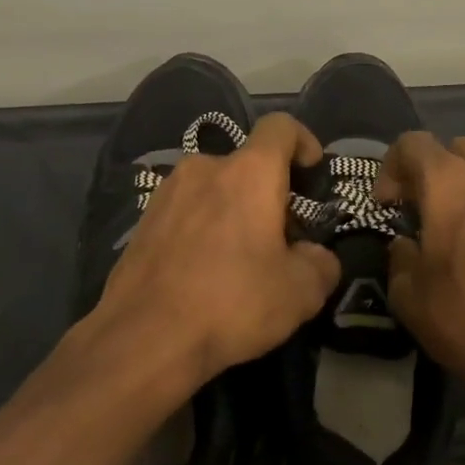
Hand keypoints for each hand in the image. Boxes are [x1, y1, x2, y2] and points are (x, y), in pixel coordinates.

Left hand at [92, 113, 341, 386]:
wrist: (143, 337)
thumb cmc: (231, 302)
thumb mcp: (300, 293)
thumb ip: (321, 264)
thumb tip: (315, 256)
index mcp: (249, 172)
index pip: (280, 127)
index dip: (303, 141)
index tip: (312, 172)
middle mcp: (205, 168)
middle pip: (247, 165)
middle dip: (269, 194)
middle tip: (280, 239)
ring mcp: (167, 192)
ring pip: (214, 188)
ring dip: (233, 211)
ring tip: (239, 259)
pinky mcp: (143, 220)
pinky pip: (186, 211)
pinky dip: (203, 228)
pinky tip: (203, 272)